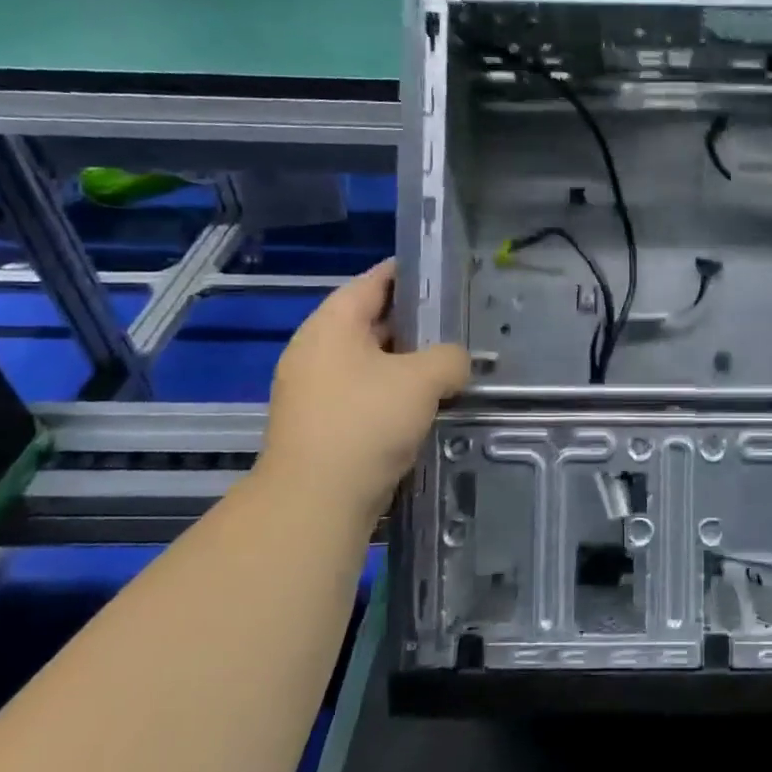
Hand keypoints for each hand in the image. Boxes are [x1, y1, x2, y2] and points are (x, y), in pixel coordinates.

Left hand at [255, 260, 469, 517]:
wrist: (316, 500)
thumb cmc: (366, 422)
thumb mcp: (422, 379)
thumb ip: (449, 357)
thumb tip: (454, 363)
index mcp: (331, 326)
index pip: (371, 282)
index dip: (406, 272)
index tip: (441, 270)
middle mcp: (316, 351)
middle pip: (370, 321)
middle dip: (413, 321)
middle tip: (456, 321)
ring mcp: (315, 390)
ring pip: (370, 361)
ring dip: (406, 361)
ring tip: (449, 362)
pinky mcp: (322, 423)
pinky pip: (365, 393)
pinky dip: (394, 391)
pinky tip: (426, 402)